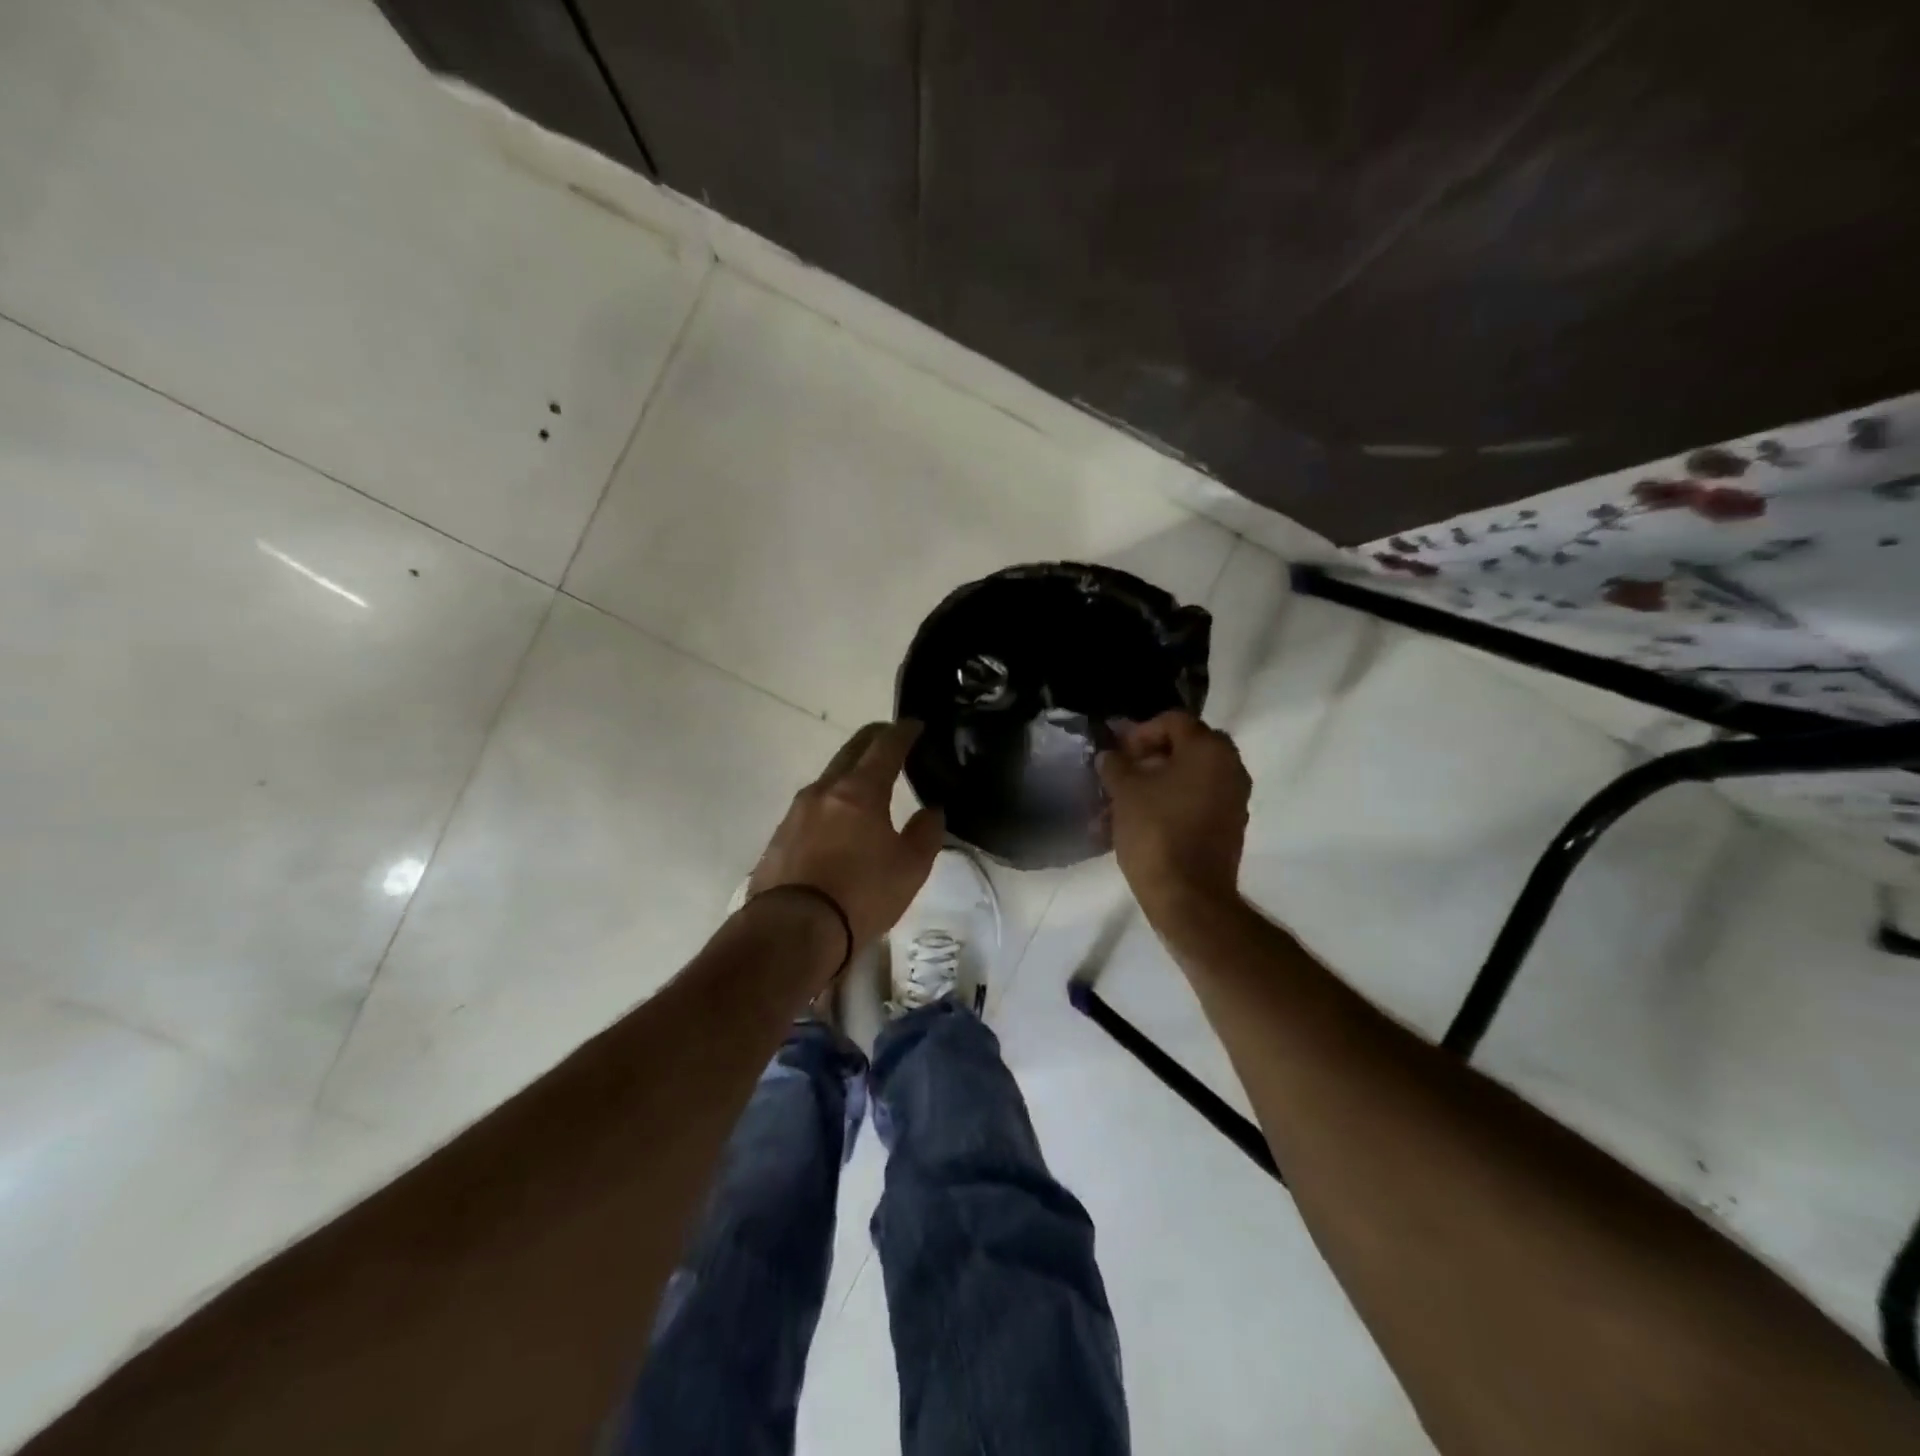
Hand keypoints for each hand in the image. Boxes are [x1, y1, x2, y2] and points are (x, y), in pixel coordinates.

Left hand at [749, 721, 945, 954]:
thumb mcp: (910, 868)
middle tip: (892, 739)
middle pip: (851, 750)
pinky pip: (812, 805)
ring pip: (829, 777)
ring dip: (850, 770)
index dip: (903, 732)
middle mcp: (824, 790)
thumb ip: (926, 833)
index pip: (885, 746)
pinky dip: (832, 800)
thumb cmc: (860, 895)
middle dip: (874, 739)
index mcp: (860, 790)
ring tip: (868, 782)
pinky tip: (839, 819)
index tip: (915, 725)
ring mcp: (796, 811)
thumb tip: (932, 810)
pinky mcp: (779, 836)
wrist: (791, 931)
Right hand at [1097, 710, 1250, 918]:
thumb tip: (1110, 756)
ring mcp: (1234, 799)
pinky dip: (1171, 803)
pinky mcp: (1229, 827)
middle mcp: (1230, 768)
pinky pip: (1197, 801)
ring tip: (1123, 802)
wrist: (1189, 897)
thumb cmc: (1156, 832)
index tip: (1117, 754)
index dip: (1139, 732)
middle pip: (1185, 747)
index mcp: (1210, 750)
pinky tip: (1141, 821)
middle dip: (1150, 757)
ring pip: (1190, 777)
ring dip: (1157, 783)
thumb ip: (1116, 765)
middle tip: (1123, 773)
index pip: (1173, 721)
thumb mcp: (1125, 792)